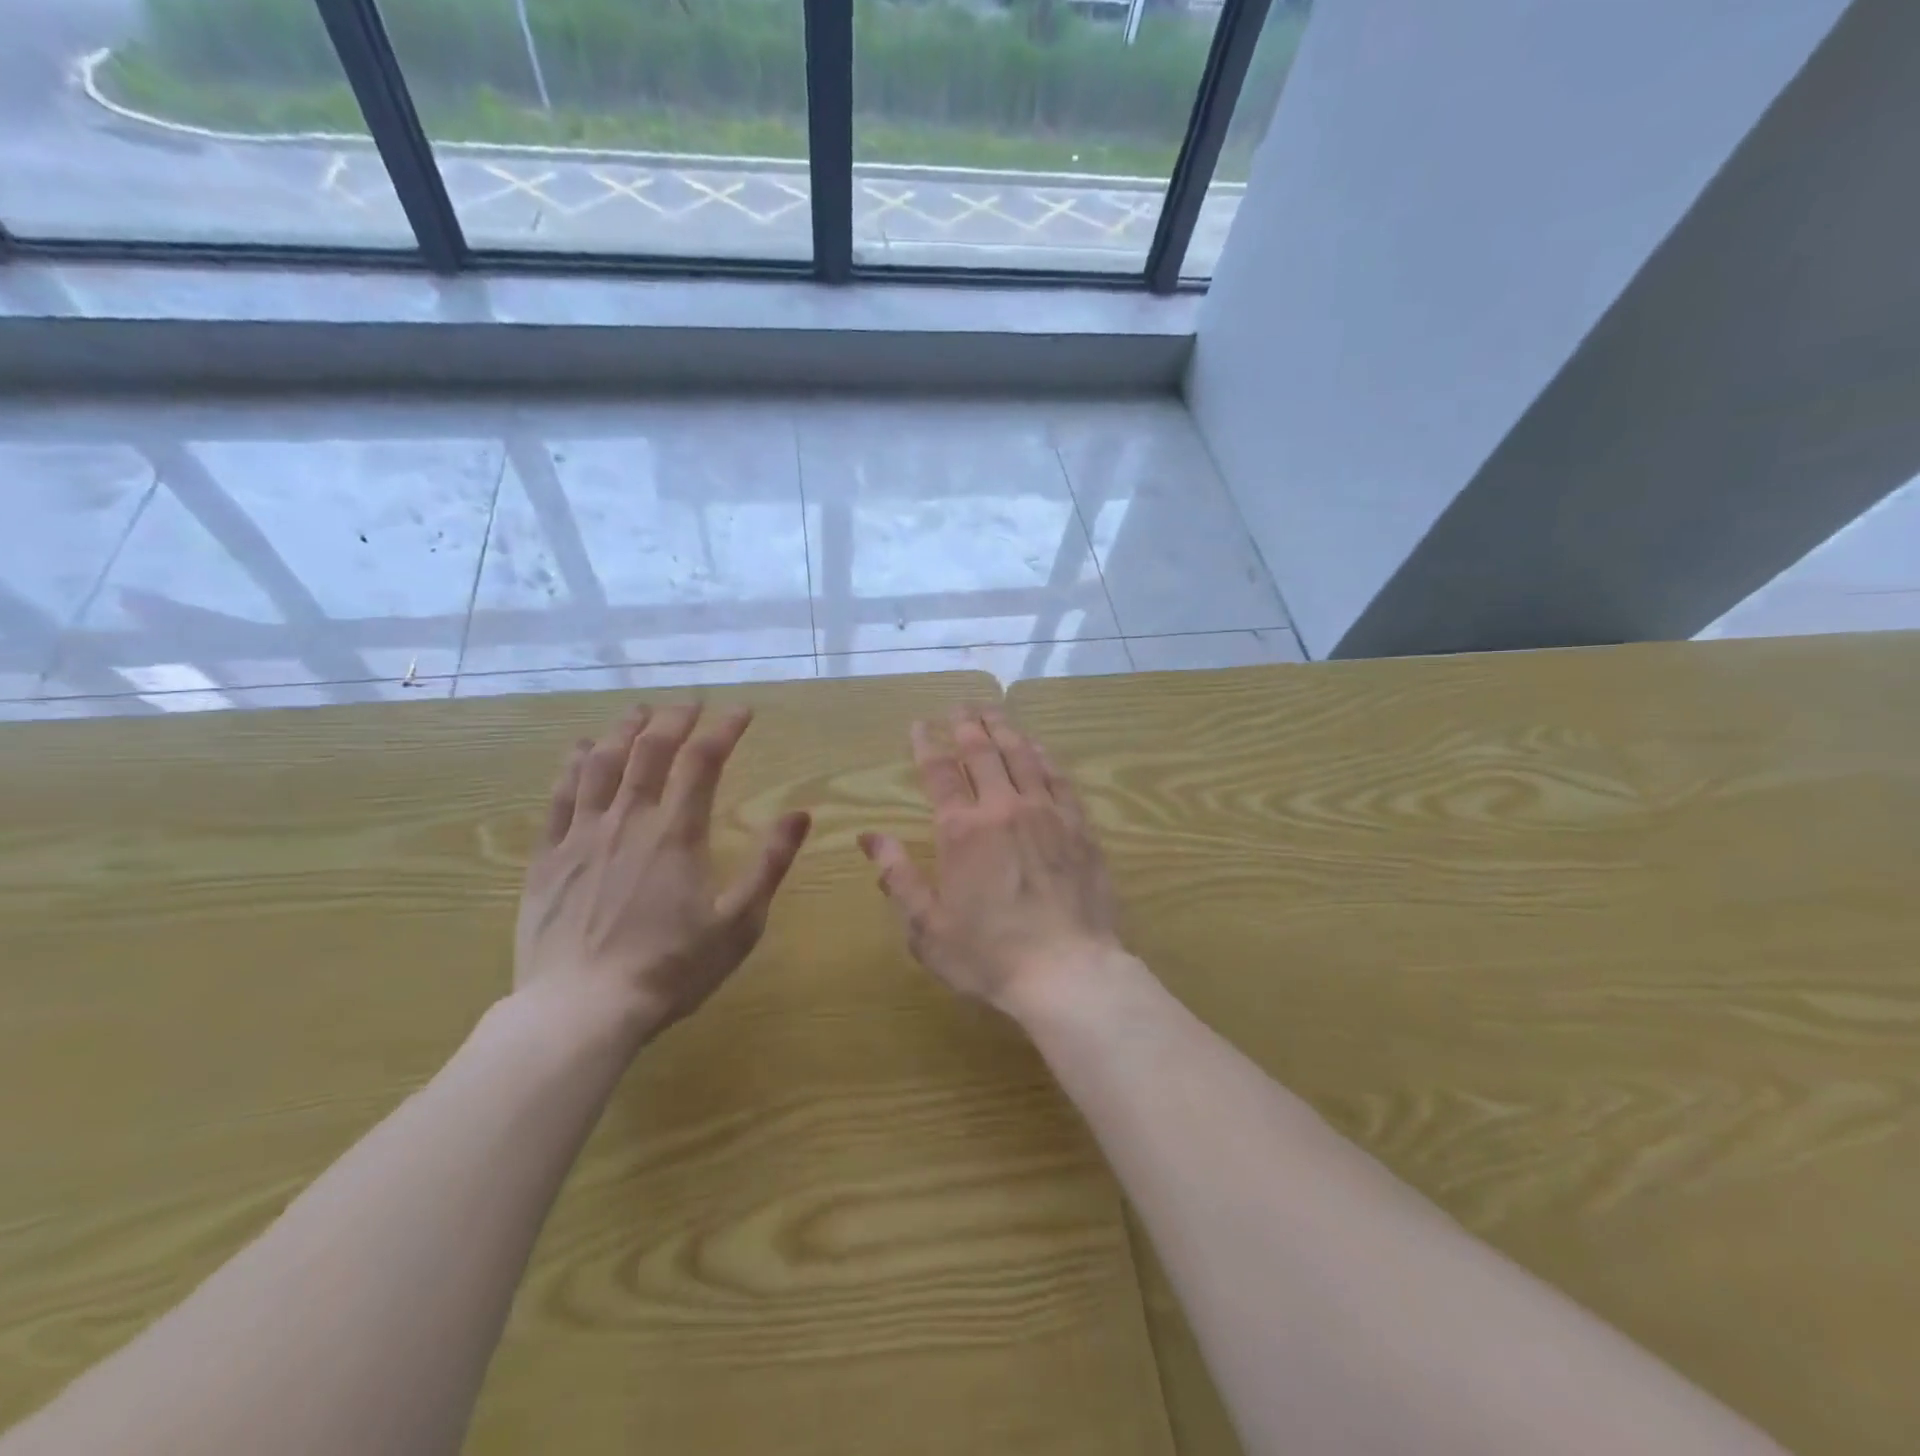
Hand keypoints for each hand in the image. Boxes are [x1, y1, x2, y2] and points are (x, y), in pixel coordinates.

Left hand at [514, 703, 811, 1046]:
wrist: (580, 1011)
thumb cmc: (670, 969)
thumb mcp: (739, 922)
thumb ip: (770, 863)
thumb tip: (800, 814)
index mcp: (676, 833)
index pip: (703, 760)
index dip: (723, 728)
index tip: (741, 711)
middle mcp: (628, 820)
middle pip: (649, 750)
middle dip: (674, 719)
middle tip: (690, 704)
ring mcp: (582, 836)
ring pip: (601, 763)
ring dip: (623, 730)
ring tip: (640, 712)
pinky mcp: (548, 858)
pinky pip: (559, 797)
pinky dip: (573, 766)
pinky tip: (581, 750)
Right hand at [859, 706, 1122, 1014]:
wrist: (1068, 972)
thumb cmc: (989, 956)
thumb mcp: (927, 927)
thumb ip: (898, 877)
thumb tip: (870, 837)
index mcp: (961, 831)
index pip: (939, 772)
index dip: (926, 744)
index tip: (920, 725)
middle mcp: (1003, 808)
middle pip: (983, 752)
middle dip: (967, 724)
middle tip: (959, 706)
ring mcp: (1046, 813)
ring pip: (1023, 756)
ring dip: (1005, 729)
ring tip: (994, 711)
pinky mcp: (1079, 826)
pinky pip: (1059, 778)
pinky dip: (1044, 756)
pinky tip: (1038, 747)